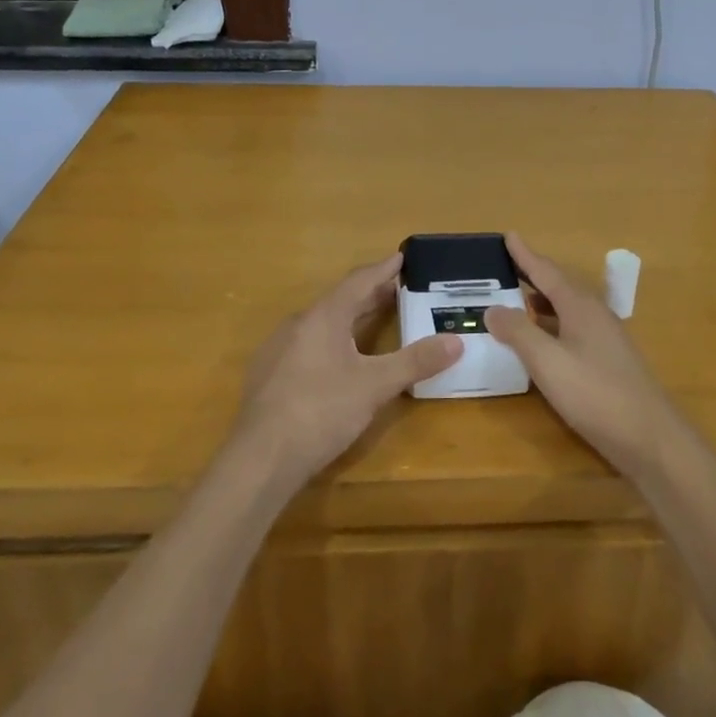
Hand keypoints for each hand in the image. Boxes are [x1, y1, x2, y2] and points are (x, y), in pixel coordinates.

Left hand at [232, 255, 461, 486]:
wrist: (259, 459)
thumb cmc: (320, 412)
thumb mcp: (374, 386)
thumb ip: (414, 362)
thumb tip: (456, 341)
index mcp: (324, 316)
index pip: (359, 281)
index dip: (383, 269)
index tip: (401, 256)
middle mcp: (299, 323)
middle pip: (340, 300)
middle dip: (370, 294)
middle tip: (398, 290)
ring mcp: (279, 349)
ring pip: (322, 323)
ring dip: (350, 317)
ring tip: (373, 321)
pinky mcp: (269, 374)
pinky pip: (307, 343)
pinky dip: (331, 340)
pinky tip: (339, 359)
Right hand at [485, 233, 690, 480]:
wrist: (652, 439)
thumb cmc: (597, 394)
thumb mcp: (548, 363)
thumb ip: (519, 333)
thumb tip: (492, 308)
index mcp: (580, 306)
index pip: (546, 271)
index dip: (525, 255)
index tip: (508, 235)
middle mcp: (594, 314)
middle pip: (559, 285)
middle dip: (532, 274)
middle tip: (505, 266)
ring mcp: (605, 338)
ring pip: (566, 308)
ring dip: (541, 301)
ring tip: (515, 299)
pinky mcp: (608, 360)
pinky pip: (572, 327)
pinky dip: (551, 324)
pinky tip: (541, 340)